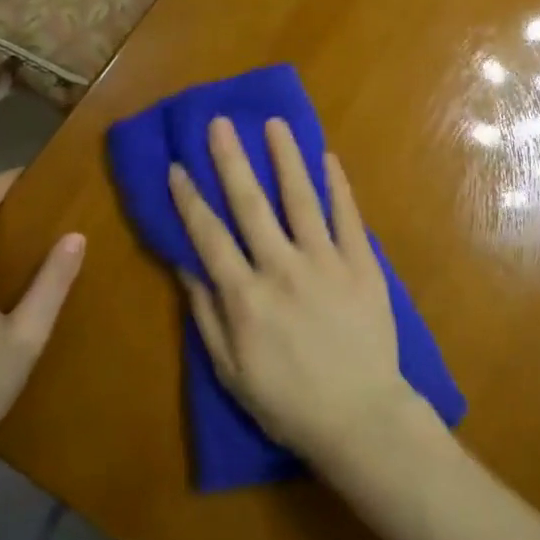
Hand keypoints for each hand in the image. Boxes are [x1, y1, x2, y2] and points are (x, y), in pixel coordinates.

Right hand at [168, 118, 415, 467]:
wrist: (360, 417)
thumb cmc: (288, 401)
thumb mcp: (231, 370)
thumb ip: (206, 315)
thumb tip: (185, 266)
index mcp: (245, 296)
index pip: (209, 236)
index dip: (189, 199)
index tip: (177, 166)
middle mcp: (281, 268)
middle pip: (250, 204)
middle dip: (231, 160)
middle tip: (220, 123)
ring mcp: (325, 261)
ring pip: (301, 198)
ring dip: (286, 158)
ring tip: (275, 123)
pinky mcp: (361, 263)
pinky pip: (347, 216)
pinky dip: (338, 185)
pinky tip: (328, 157)